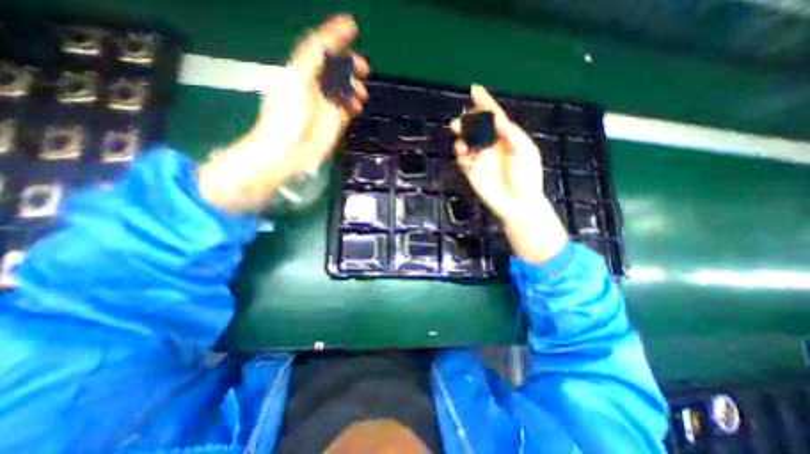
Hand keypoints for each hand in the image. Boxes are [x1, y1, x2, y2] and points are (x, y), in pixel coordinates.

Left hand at [199, 14, 369, 213]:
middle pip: (336, 69)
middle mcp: (316, 86)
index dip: (335, 36)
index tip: (352, 27)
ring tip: (360, 93)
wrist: (288, 152)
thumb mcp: (296, 81)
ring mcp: (326, 105)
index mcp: (303, 72)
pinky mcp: (335, 121)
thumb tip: (325, 42)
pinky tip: (357, 106)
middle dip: (351, 65)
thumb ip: (310, 60)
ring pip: (345, 89)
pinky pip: (348, 108)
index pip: (321, 49)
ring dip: (355, 87)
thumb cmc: (287, 117)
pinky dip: (354, 105)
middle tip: (364, 68)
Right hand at [450, 86, 568, 262]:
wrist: (518, 203)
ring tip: (459, 133)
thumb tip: (497, 118)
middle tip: (462, 120)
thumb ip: (512, 134)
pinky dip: (460, 152)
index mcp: (507, 138)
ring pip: (467, 141)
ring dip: (462, 135)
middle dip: (469, 120)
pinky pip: (463, 159)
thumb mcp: (525, 151)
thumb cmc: (527, 177)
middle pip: (477, 127)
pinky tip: (462, 151)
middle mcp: (492, 146)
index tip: (474, 89)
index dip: (485, 103)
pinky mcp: (472, 172)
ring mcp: (481, 159)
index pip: (494, 117)